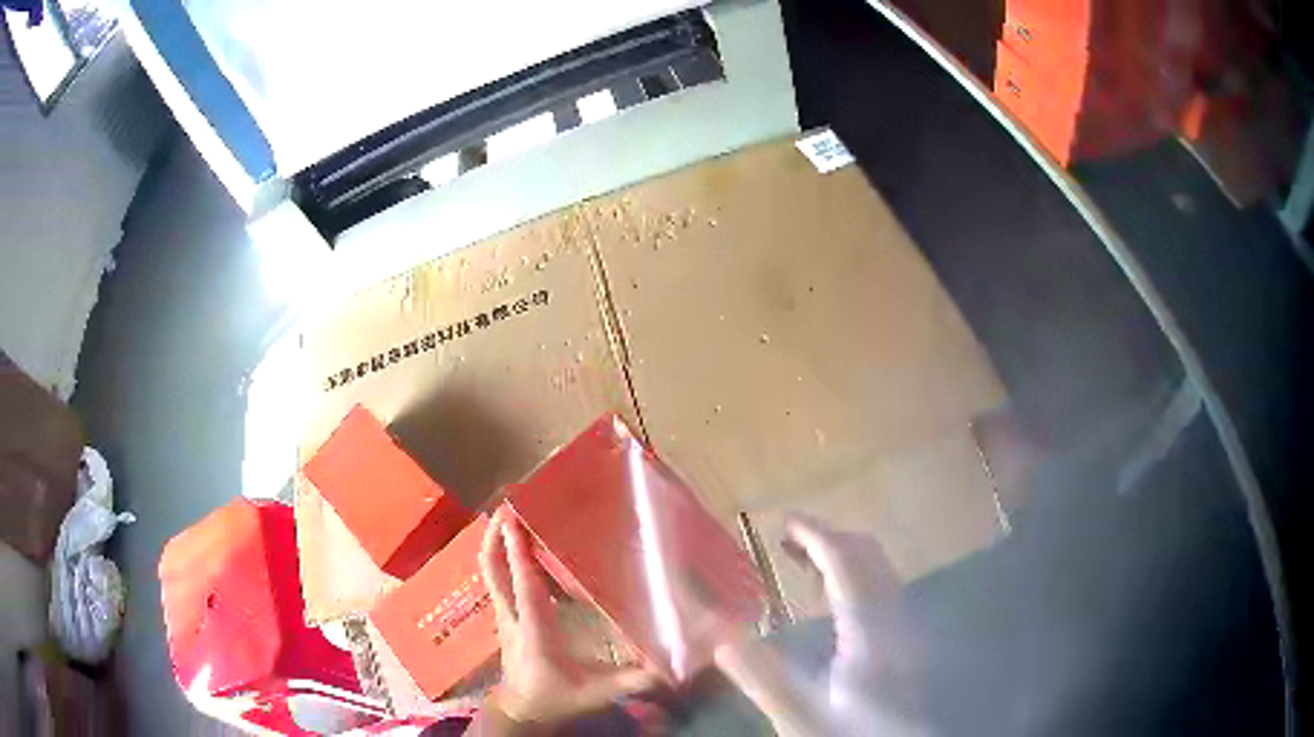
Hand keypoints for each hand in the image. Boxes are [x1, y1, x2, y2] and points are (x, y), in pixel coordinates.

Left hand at [475, 506, 658, 731]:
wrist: (521, 710)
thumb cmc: (557, 698)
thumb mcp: (597, 693)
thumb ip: (632, 680)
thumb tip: (670, 665)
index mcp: (535, 632)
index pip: (525, 590)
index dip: (520, 557)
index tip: (516, 524)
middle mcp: (512, 617)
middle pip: (493, 572)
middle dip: (497, 537)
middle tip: (508, 506)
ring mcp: (504, 615)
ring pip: (490, 572)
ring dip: (495, 542)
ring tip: (507, 513)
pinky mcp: (504, 615)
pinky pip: (496, 579)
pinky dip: (501, 556)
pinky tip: (514, 544)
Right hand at [715, 515, 929, 735]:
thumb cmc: (845, 734)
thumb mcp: (799, 715)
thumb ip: (762, 677)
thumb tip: (717, 639)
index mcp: (868, 633)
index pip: (846, 564)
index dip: (815, 534)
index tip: (781, 520)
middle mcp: (893, 618)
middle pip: (868, 555)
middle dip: (827, 537)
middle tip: (784, 539)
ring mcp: (905, 625)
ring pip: (878, 567)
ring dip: (841, 553)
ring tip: (798, 559)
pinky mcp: (905, 637)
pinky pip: (881, 585)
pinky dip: (853, 573)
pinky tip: (828, 597)